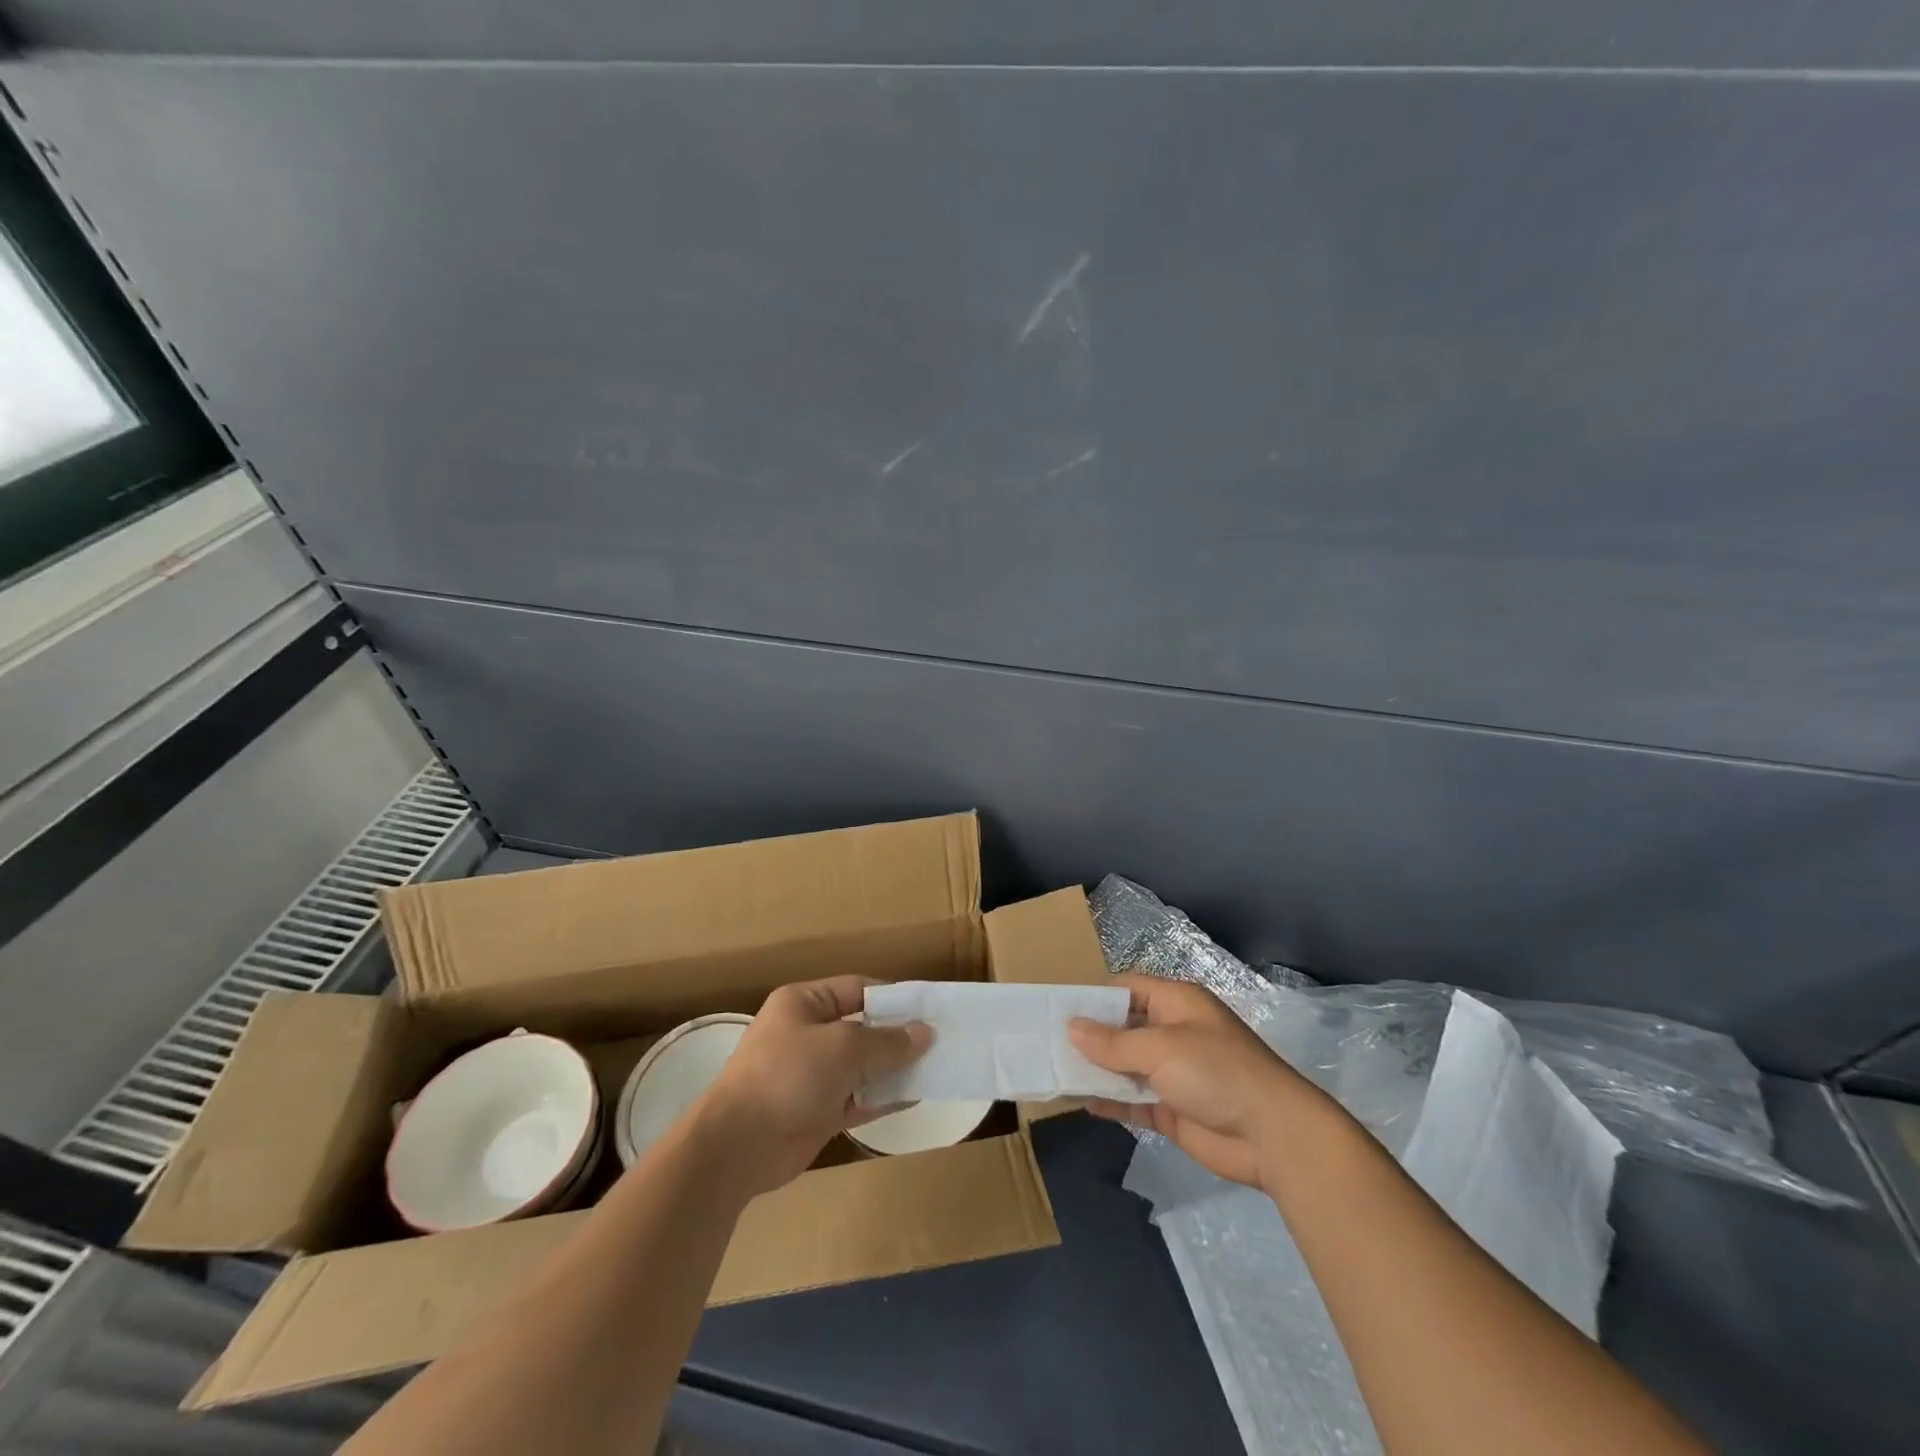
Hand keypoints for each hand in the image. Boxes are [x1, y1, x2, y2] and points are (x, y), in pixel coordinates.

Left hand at [698, 976, 930, 1194]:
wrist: (738, 1145)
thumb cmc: (788, 1075)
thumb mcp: (843, 1047)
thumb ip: (887, 1041)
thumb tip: (925, 1033)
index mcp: (803, 1002)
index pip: (857, 989)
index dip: (892, 998)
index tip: (928, 1009)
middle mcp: (807, 1033)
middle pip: (862, 1027)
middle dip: (897, 1035)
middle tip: (938, 1040)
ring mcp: (812, 1074)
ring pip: (862, 1065)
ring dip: (894, 1068)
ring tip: (935, 1067)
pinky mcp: (817, 1110)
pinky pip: (858, 1097)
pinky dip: (883, 1097)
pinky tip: (914, 1096)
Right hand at [1069, 975, 1316, 1188]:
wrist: (1273, 1135)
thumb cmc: (1216, 1072)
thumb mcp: (1161, 1047)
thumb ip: (1113, 1042)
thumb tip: (1071, 1027)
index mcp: (1176, 1003)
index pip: (1127, 989)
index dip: (1095, 997)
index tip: (1058, 1009)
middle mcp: (1173, 1032)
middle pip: (1123, 1027)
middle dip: (1090, 1035)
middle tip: (1047, 1041)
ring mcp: (1173, 1073)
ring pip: (1125, 1065)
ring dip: (1097, 1069)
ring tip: (1054, 1070)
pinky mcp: (1173, 1109)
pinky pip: (1134, 1100)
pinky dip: (1112, 1100)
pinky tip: (1081, 1101)